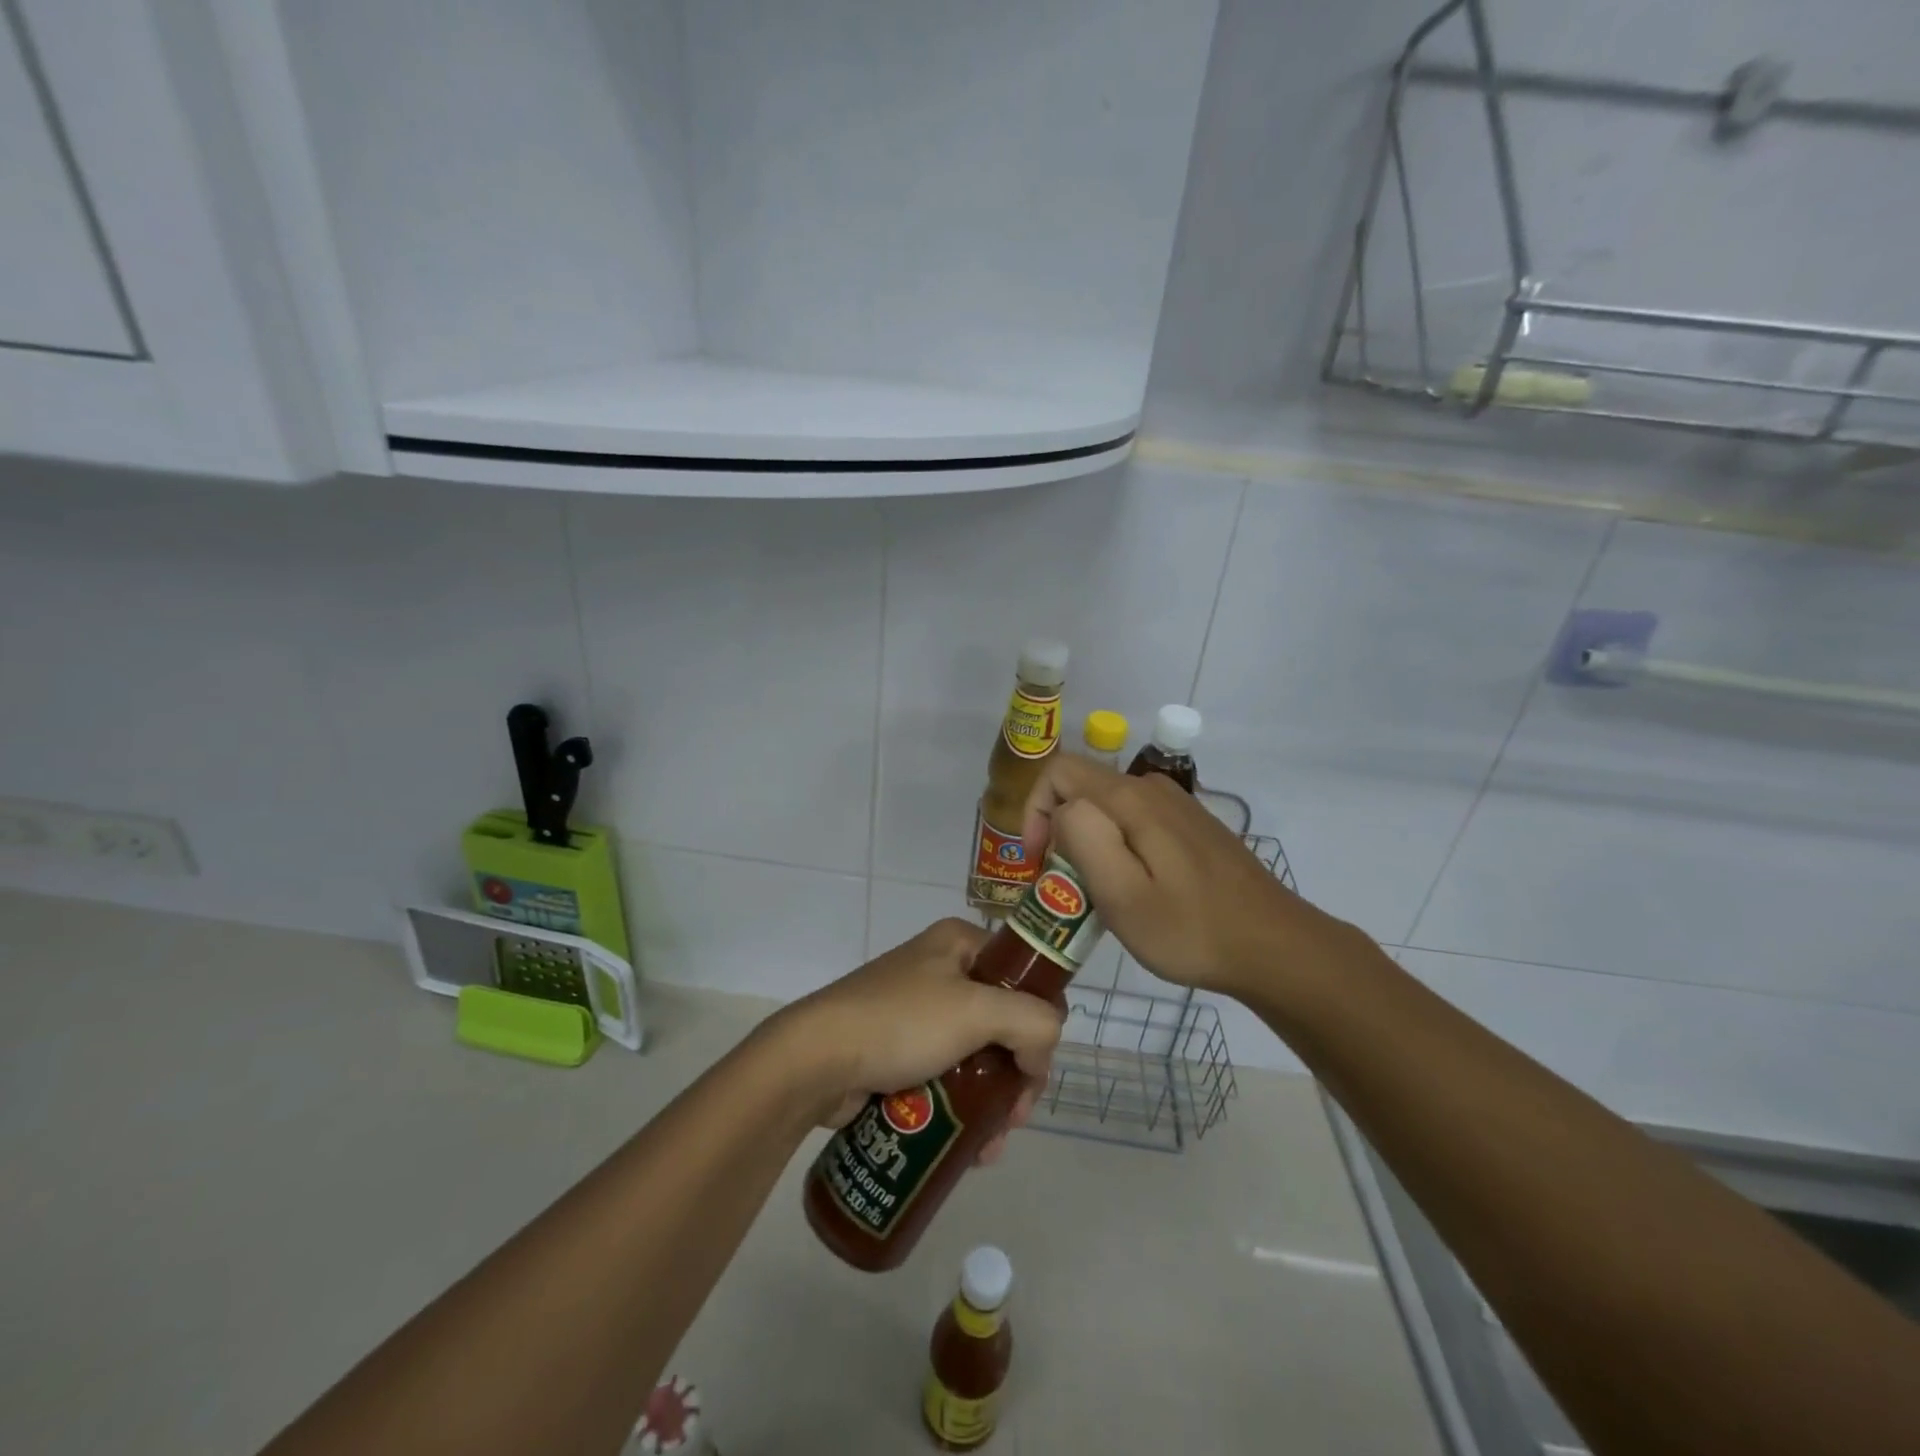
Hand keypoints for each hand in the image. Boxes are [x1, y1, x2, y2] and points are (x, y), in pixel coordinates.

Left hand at [771, 919, 1061, 1163]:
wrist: (814, 1060)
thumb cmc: (900, 1022)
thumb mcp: (976, 1011)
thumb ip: (1031, 1023)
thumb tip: (1041, 1056)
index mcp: (960, 943)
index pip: (1023, 975)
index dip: (1040, 1021)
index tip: (1035, 1070)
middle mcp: (941, 969)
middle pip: (1003, 1021)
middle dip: (1016, 1075)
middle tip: (1015, 1118)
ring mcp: (917, 1011)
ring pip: (976, 1055)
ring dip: (991, 1102)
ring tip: (990, 1148)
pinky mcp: (898, 1049)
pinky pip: (946, 1076)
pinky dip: (961, 1109)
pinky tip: (969, 1149)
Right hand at [1021, 755, 1352, 997]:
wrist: (1274, 946)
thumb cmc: (1191, 929)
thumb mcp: (1122, 895)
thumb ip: (1083, 838)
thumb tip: (1062, 809)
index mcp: (1131, 798)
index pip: (1058, 771)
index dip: (1035, 811)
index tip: (1039, 862)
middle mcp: (1152, 788)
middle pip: (1082, 789)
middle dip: (1059, 833)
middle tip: (1069, 889)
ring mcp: (1177, 805)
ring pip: (1108, 808)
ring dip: (1089, 843)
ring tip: (1100, 895)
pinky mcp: (1192, 826)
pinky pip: (1135, 821)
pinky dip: (1118, 847)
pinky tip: (1137, 890)